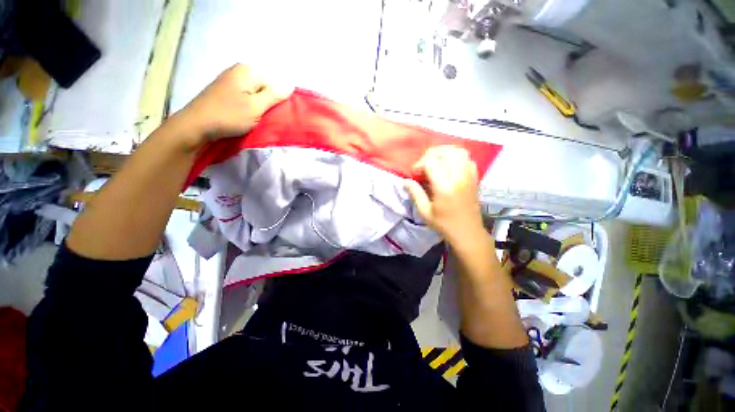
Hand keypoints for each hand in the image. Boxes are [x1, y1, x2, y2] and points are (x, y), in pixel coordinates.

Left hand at [176, 64, 291, 144]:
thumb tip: (290, 86)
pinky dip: (249, 108)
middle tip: (265, 117)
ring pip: (255, 94)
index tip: (274, 113)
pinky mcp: (225, 92)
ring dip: (259, 107)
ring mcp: (230, 81)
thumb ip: (274, 96)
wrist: (197, 125)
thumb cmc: (229, 116)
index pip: (274, 83)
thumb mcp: (256, 107)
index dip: (277, 99)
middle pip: (264, 87)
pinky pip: (245, 98)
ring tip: (256, 119)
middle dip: (268, 103)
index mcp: (247, 71)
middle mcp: (238, 71)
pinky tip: (246, 117)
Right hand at [405, 146, 485, 244]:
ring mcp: (469, 176)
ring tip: (436, 163)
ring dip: (445, 153)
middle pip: (445, 151)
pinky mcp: (474, 178)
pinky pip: (467, 159)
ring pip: (459, 152)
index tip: (415, 174)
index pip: (431, 162)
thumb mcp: (425, 212)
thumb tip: (405, 181)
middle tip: (424, 165)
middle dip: (431, 155)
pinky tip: (449, 168)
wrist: (467, 232)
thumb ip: (415, 193)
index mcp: (444, 186)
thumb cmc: (444, 224)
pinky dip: (457, 158)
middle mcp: (458, 177)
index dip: (419, 164)